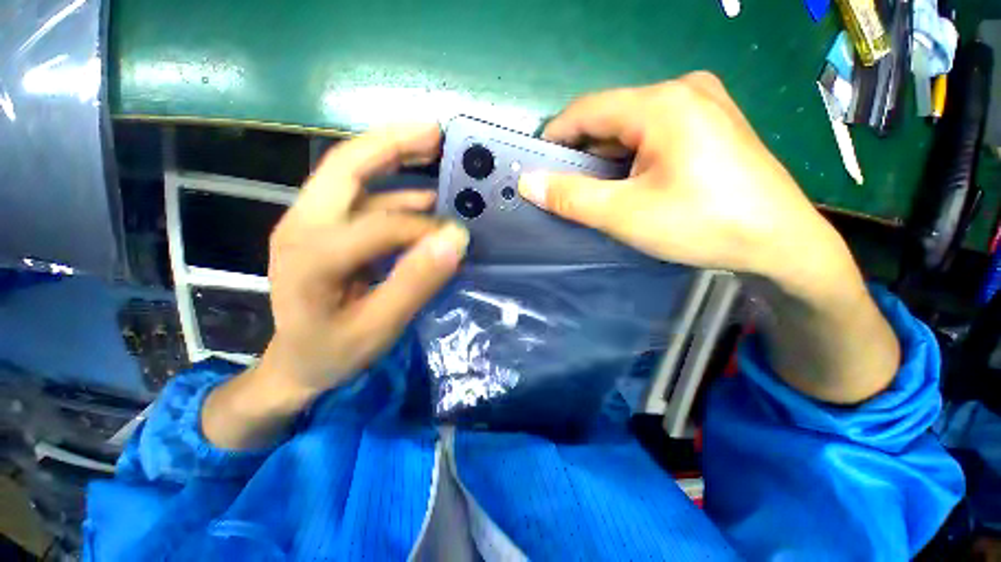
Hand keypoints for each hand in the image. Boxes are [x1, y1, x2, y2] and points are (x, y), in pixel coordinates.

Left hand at [257, 124, 468, 403]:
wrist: (297, 363)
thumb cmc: (333, 351)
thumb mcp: (379, 327)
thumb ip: (415, 284)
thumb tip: (455, 241)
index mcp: (312, 254)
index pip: (379, 224)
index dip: (424, 228)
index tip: (457, 240)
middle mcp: (303, 224)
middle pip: (346, 166)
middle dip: (393, 143)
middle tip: (434, 132)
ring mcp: (311, 222)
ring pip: (351, 174)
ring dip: (393, 157)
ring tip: (433, 148)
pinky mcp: (325, 228)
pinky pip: (362, 197)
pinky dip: (394, 189)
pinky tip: (423, 195)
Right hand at [519, 72, 847, 290]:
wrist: (781, 242)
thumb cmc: (701, 225)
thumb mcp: (624, 214)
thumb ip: (571, 197)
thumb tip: (527, 182)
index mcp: (661, 104)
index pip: (585, 111)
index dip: (554, 138)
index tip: (536, 168)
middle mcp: (683, 90)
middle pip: (609, 119)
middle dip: (582, 155)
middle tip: (565, 190)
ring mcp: (702, 104)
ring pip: (630, 128)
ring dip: (606, 159)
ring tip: (596, 193)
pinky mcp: (711, 124)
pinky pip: (653, 134)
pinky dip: (631, 158)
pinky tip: (630, 184)